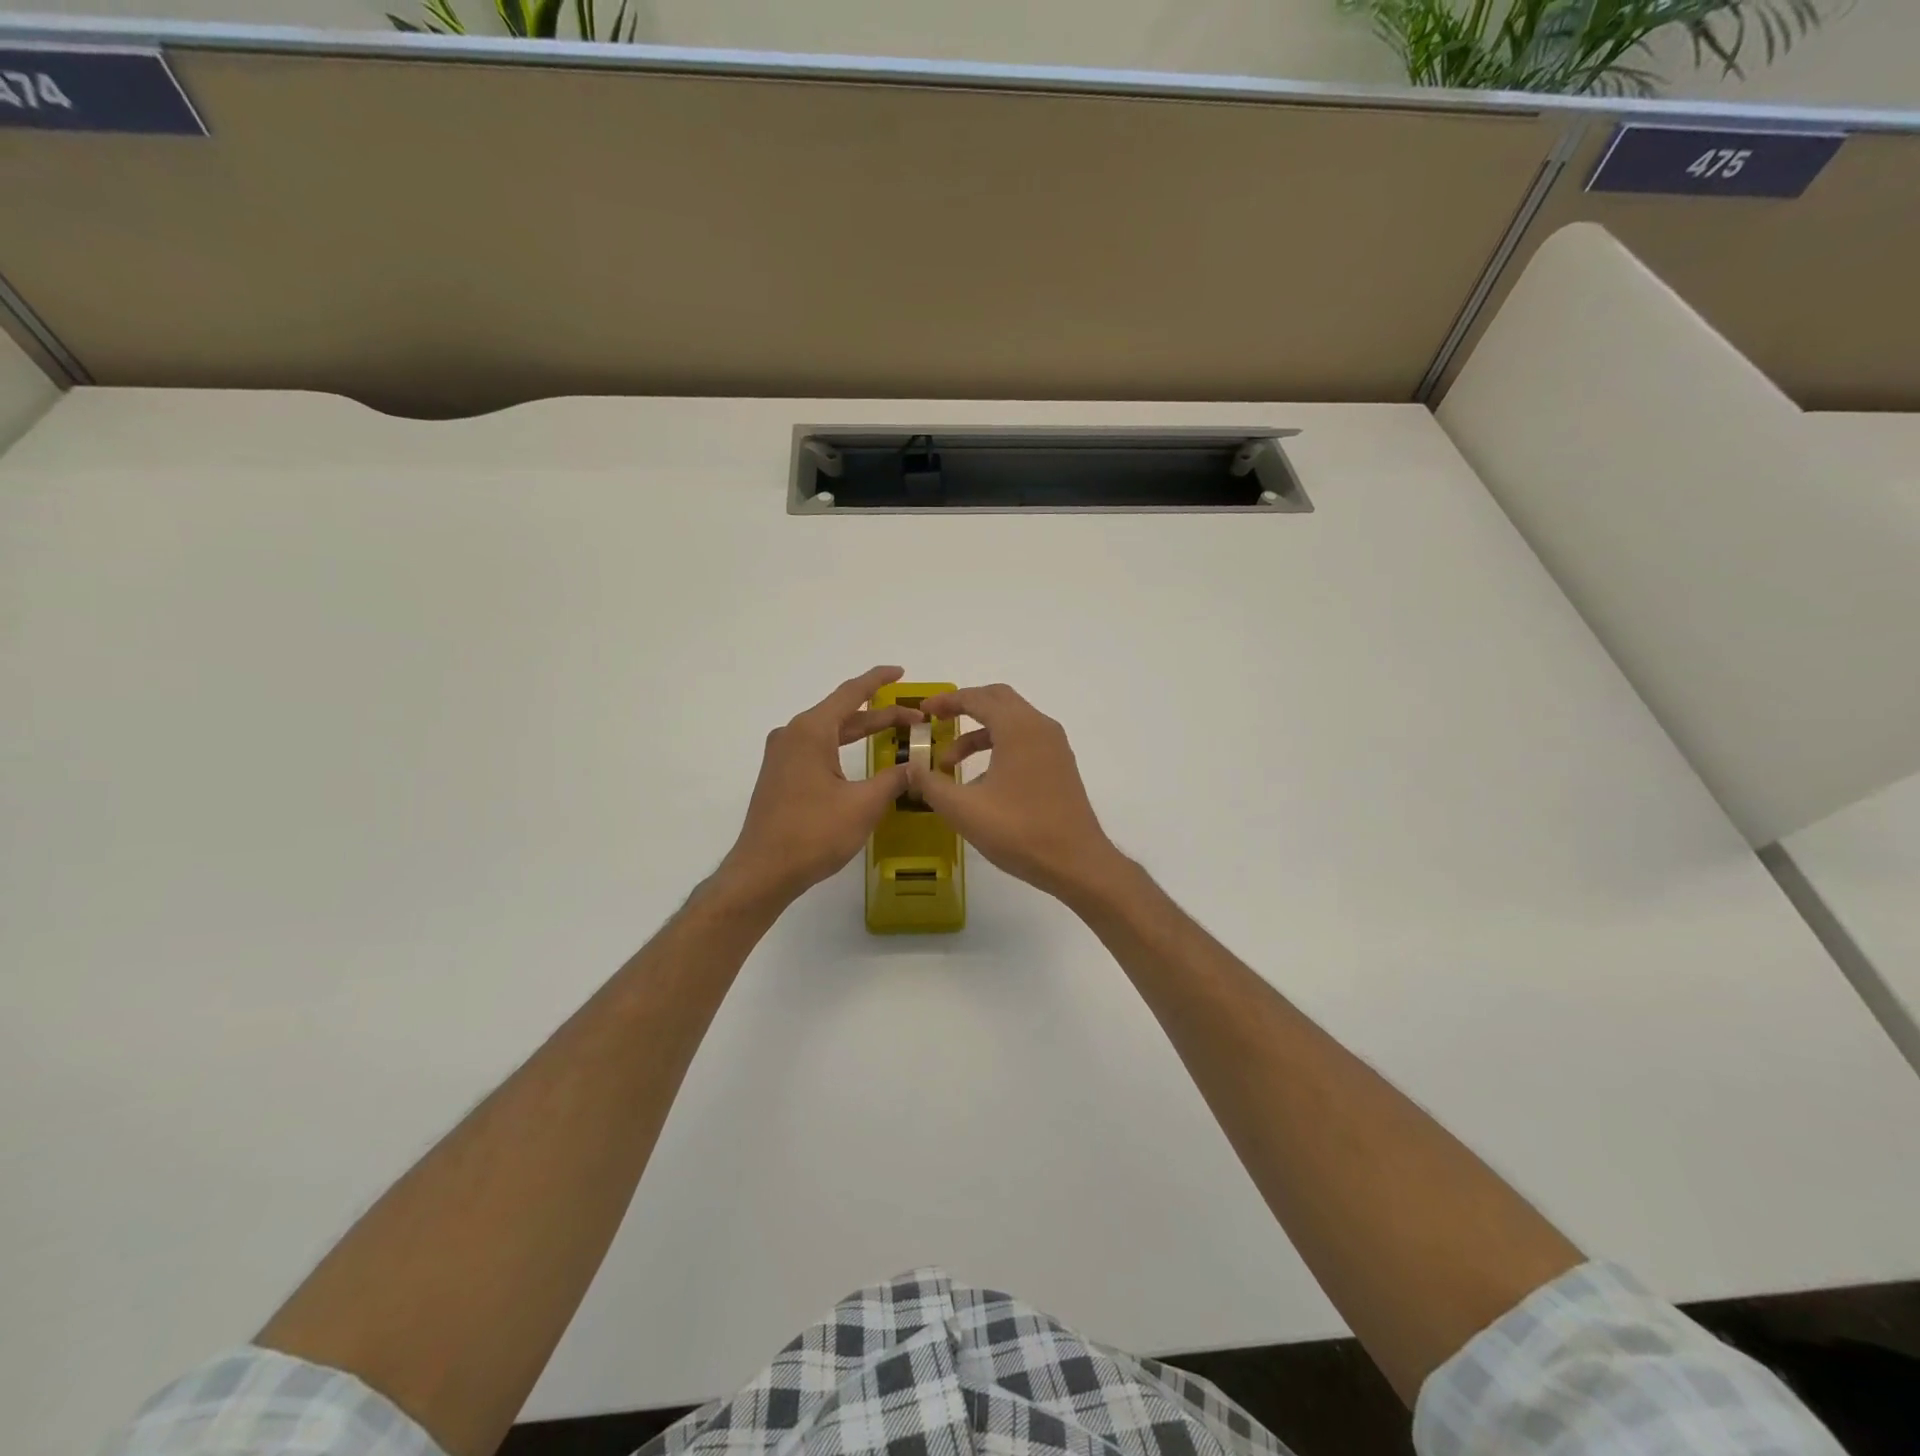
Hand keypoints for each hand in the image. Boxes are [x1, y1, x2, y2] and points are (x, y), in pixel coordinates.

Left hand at [716, 666, 922, 907]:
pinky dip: (843, 748)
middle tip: (915, 720)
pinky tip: (860, 759)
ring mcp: (783, 756)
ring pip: (829, 733)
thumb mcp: (863, 805)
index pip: (851, 694)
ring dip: (861, 732)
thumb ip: (893, 780)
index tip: (901, 672)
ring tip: (894, 733)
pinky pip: (817, 749)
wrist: (762, 871)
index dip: (878, 681)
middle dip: (880, 715)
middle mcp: (792, 735)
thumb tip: (916, 768)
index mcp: (811, 731)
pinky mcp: (780, 776)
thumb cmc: (813, 833)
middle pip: (842, 714)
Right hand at [908, 683, 1126, 904]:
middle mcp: (1040, 727)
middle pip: (997, 700)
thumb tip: (911, 769)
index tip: (922, 712)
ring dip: (978, 734)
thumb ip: (931, 784)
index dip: (946, 701)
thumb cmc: (1019, 831)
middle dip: (964, 707)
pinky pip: (1024, 741)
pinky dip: (998, 747)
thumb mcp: (964, 810)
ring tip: (949, 765)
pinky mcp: (1059, 766)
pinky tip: (980, 781)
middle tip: (936, 722)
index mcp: (1018, 728)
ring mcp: (1054, 746)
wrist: (1077, 862)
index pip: (977, 698)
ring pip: (1011, 723)